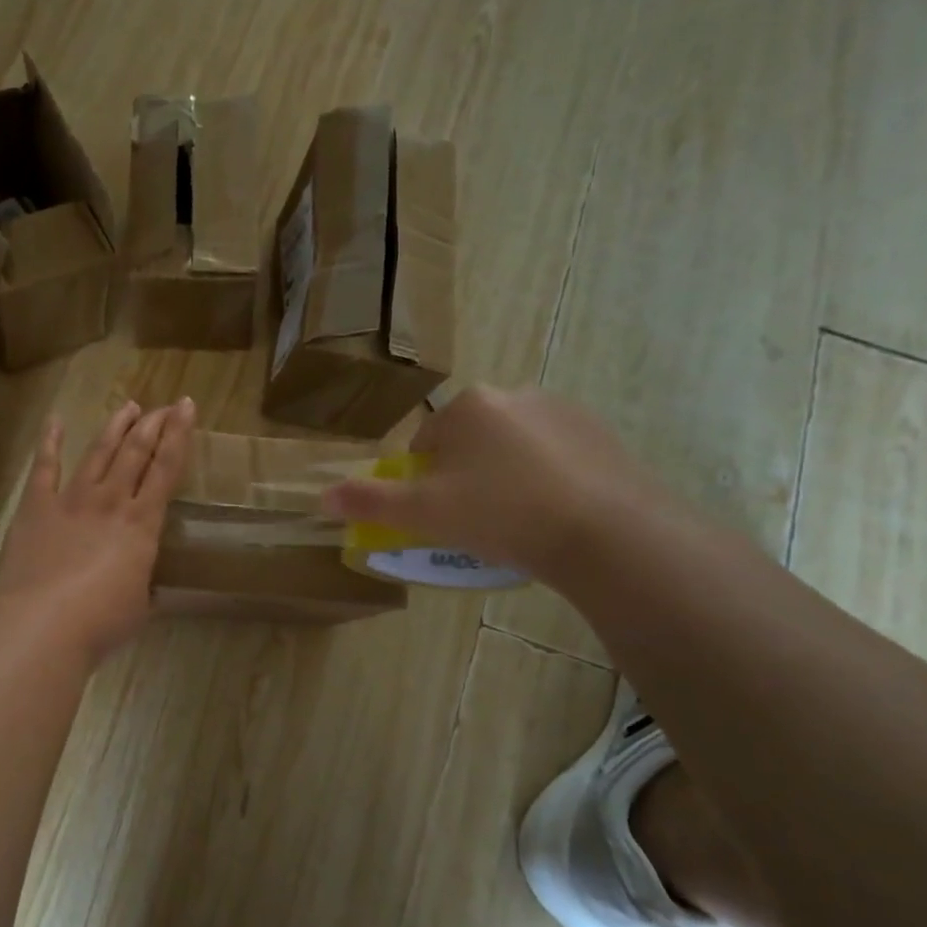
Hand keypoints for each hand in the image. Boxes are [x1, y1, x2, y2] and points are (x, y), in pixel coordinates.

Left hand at [0, 398, 196, 661]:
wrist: (42, 624)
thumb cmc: (100, 623)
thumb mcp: (138, 607)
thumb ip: (141, 586)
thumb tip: (142, 586)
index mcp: (142, 525)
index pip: (166, 469)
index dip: (179, 435)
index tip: (186, 407)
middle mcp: (111, 502)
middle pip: (135, 452)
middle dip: (153, 424)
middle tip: (164, 406)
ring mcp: (71, 500)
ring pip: (98, 452)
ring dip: (115, 427)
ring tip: (128, 406)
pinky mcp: (36, 507)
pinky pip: (44, 467)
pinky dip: (50, 442)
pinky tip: (55, 421)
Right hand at [320, 386, 669, 583]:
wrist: (606, 533)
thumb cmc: (501, 516)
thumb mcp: (423, 514)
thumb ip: (369, 501)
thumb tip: (321, 497)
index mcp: (468, 406)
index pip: (426, 443)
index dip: (426, 484)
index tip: (443, 517)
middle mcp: (514, 394)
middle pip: (469, 444)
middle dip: (466, 479)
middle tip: (479, 524)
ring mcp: (564, 411)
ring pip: (512, 450)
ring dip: (506, 478)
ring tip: (520, 524)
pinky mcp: (602, 435)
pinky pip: (555, 457)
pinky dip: (547, 480)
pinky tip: (556, 515)